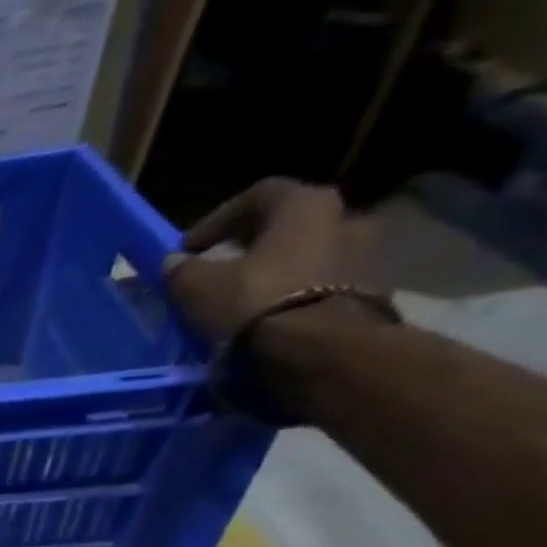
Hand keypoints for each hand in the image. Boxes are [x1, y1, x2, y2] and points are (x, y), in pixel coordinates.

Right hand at [163, 179, 369, 344]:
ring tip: (244, 300)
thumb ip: (182, 270)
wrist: (319, 352)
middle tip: (221, 270)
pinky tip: (269, 319)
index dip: (218, 219)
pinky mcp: (371, 294)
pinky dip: (295, 296)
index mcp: (305, 204)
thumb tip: (175, 263)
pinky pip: (323, 286)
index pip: (258, 195)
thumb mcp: (197, 287)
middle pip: (290, 226)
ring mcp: (366, 256)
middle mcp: (345, 218)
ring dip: (278, 272)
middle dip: (254, 245)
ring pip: (309, 256)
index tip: (190, 248)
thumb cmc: (255, 303)